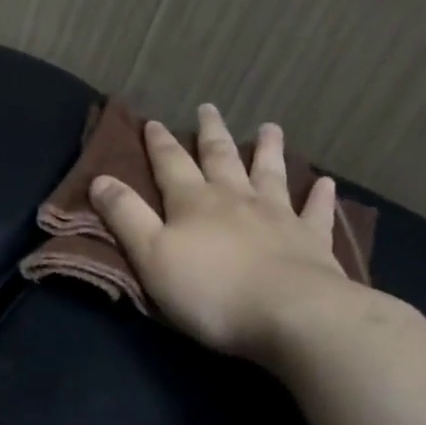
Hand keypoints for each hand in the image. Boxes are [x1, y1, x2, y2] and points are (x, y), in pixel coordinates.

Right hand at [89, 108, 357, 361]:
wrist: (293, 316)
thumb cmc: (211, 290)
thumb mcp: (151, 255)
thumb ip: (126, 216)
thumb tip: (99, 179)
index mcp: (193, 202)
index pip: (171, 164)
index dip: (159, 143)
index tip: (153, 122)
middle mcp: (235, 199)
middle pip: (221, 158)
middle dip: (211, 133)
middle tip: (209, 108)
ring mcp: (278, 217)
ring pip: (270, 174)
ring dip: (267, 150)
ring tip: (269, 127)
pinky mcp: (313, 242)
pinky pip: (316, 212)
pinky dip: (319, 196)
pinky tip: (326, 183)